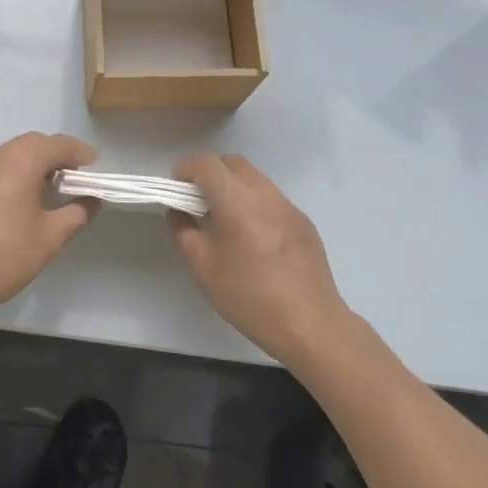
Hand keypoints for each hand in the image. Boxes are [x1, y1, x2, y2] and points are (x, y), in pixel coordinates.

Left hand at [0, 133, 99, 327]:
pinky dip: (12, 176)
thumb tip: (90, 199)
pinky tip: (16, 203)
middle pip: (33, 143)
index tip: (95, 170)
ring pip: (10, 155)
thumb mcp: (49, 239)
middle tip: (74, 179)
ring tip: (47, 191)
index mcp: (20, 161)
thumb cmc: (2, 257)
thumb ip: (76, 213)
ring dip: (33, 164)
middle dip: (56, 155)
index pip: (58, 144)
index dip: (81, 154)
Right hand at [170, 154, 352, 366]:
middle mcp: (264, 193)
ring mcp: (288, 205)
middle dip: (211, 174)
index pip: (206, 163)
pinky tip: (255, 239)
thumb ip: (185, 232)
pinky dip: (255, 204)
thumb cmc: (250, 296)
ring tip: (226, 221)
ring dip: (234, 188)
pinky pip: (272, 199)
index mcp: (236, 200)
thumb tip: (179, 211)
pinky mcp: (303, 221)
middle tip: (199, 203)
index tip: (177, 190)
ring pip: (254, 179)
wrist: (310, 324)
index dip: (186, 169)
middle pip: (232, 163)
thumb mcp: (204, 268)